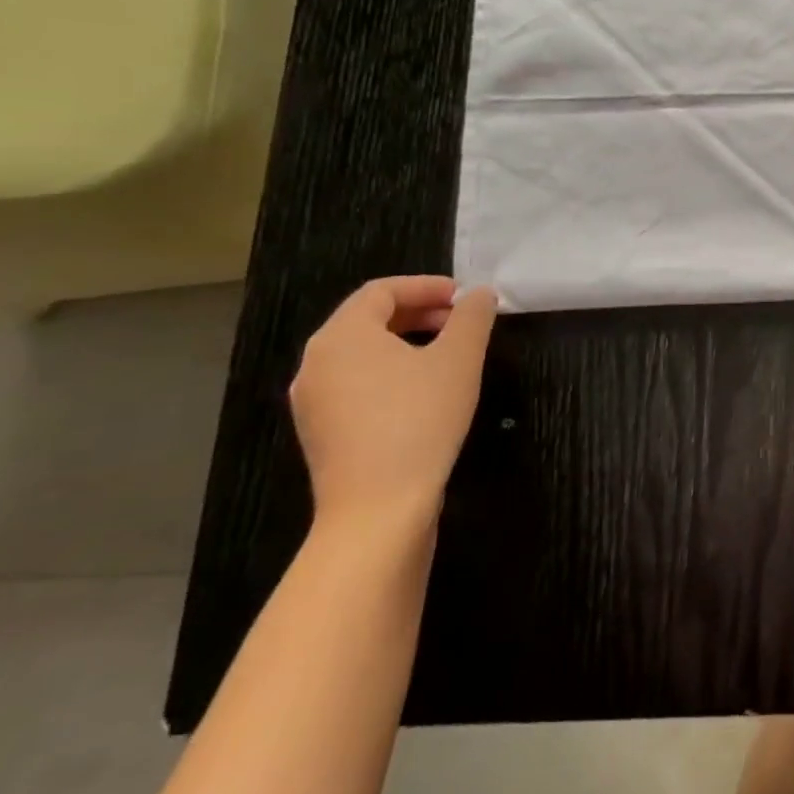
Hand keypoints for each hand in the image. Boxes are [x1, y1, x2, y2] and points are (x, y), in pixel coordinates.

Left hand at [289, 276, 498, 529]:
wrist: (378, 508)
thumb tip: (480, 294)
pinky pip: (356, 383)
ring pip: (362, 353)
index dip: (427, 286)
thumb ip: (473, 317)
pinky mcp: (322, 432)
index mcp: (342, 336)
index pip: (381, 291)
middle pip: (368, 320)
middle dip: (420, 312)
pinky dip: (391, 372)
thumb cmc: (420, 419)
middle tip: (463, 322)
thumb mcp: (460, 359)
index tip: (467, 297)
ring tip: (450, 355)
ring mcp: (313, 401)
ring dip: (407, 342)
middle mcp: (316, 363)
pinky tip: (425, 392)